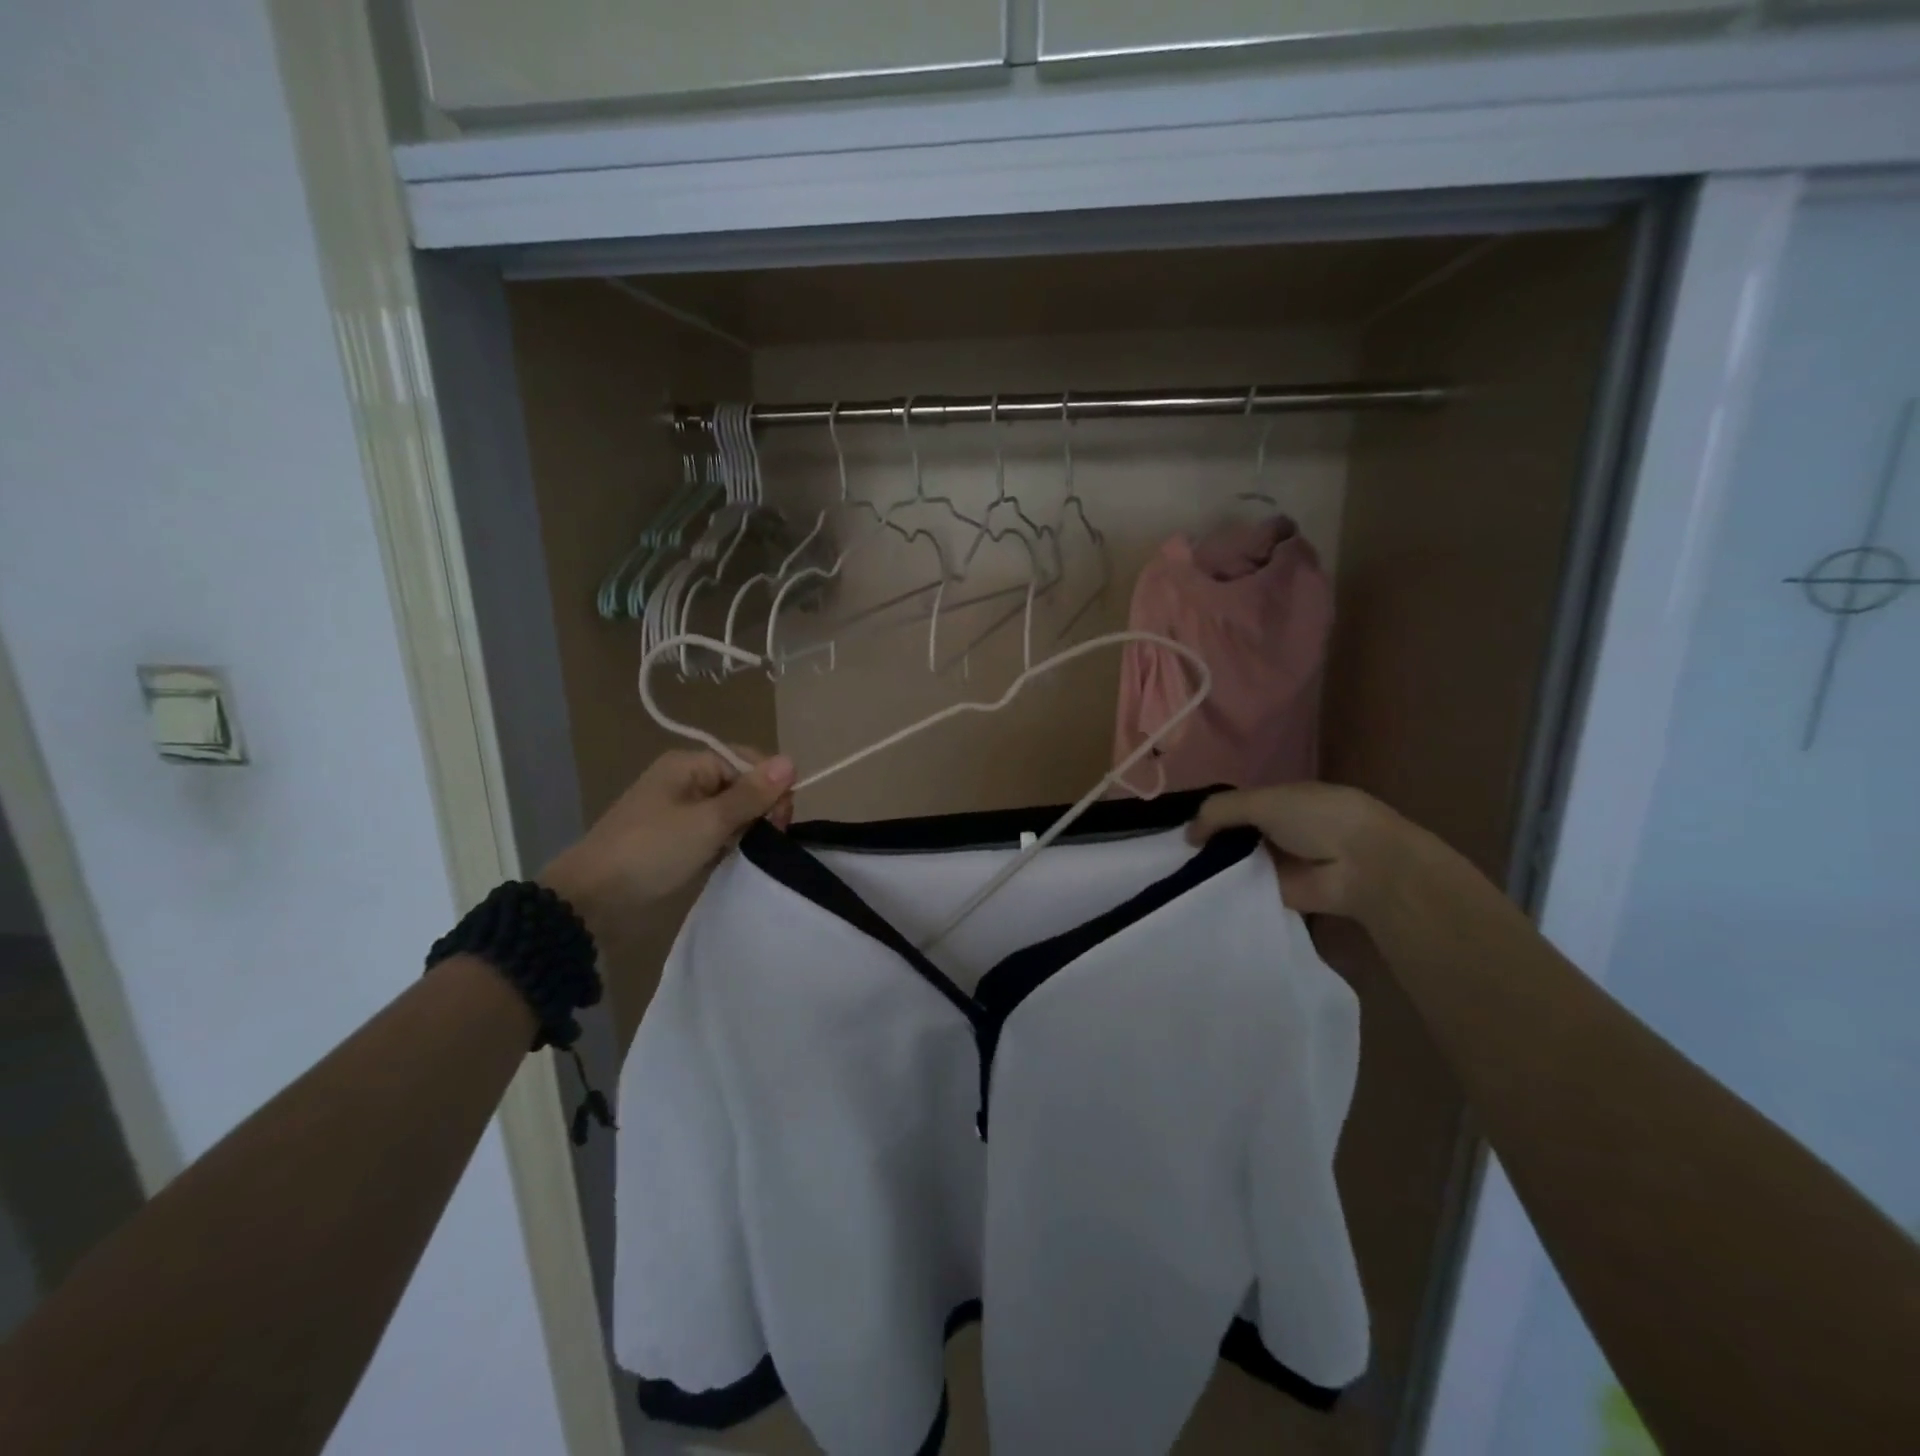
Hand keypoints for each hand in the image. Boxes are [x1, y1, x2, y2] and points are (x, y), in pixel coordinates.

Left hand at [541, 748, 794, 948]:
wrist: (591, 902)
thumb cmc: (651, 852)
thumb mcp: (707, 822)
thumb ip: (751, 794)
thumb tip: (792, 761)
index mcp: (689, 765)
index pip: (748, 762)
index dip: (770, 787)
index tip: (780, 822)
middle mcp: (686, 782)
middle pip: (742, 785)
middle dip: (760, 810)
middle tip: (765, 841)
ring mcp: (681, 813)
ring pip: (732, 812)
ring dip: (746, 831)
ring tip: (747, 854)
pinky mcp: (678, 841)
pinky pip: (717, 834)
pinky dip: (729, 845)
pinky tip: (733, 861)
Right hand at [1187, 781, 1404, 919]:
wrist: (1362, 866)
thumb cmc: (1317, 819)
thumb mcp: (1263, 801)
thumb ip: (1220, 811)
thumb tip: (1187, 834)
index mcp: (1279, 800)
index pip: (1234, 805)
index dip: (1208, 814)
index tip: (1177, 826)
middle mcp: (1277, 830)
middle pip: (1232, 835)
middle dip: (1206, 841)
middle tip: (1169, 852)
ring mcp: (1278, 863)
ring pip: (1235, 862)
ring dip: (1212, 867)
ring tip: (1174, 873)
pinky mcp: (1278, 893)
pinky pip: (1244, 890)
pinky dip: (1224, 891)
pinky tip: (1194, 893)